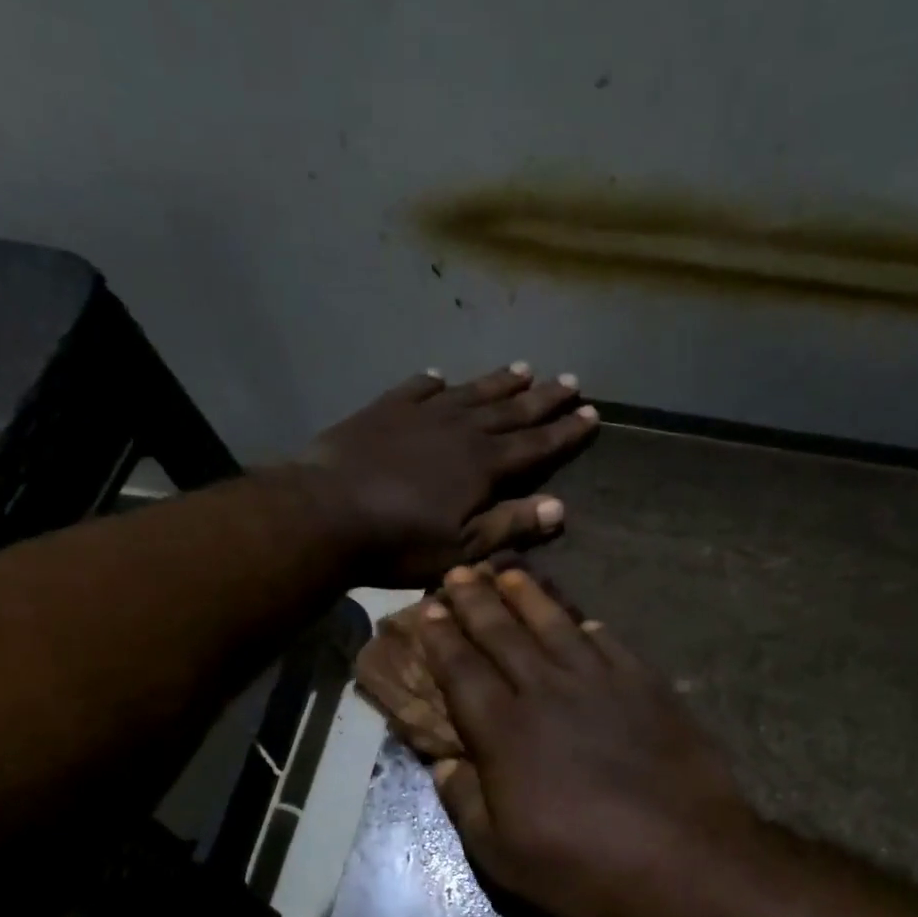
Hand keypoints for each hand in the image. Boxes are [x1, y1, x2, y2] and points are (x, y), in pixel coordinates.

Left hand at [304, 363, 598, 584]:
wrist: (326, 513)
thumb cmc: (399, 542)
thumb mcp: (462, 548)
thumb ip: (510, 526)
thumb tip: (559, 508)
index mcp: (483, 465)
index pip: (536, 445)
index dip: (566, 431)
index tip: (591, 413)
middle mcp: (460, 430)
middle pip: (511, 411)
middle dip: (544, 398)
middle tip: (570, 379)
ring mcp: (421, 415)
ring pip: (471, 393)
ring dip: (499, 382)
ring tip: (524, 368)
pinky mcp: (384, 410)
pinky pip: (416, 388)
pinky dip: (433, 382)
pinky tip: (441, 376)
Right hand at [411, 564, 763, 916]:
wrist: (688, 861)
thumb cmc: (585, 868)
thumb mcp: (503, 857)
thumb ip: (465, 803)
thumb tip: (442, 763)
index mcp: (505, 732)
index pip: (462, 671)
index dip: (442, 638)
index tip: (428, 609)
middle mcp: (548, 692)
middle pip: (504, 635)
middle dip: (476, 601)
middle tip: (458, 572)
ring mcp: (602, 684)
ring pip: (555, 626)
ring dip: (528, 596)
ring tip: (509, 571)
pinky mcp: (647, 688)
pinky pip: (610, 644)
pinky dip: (588, 627)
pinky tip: (581, 619)